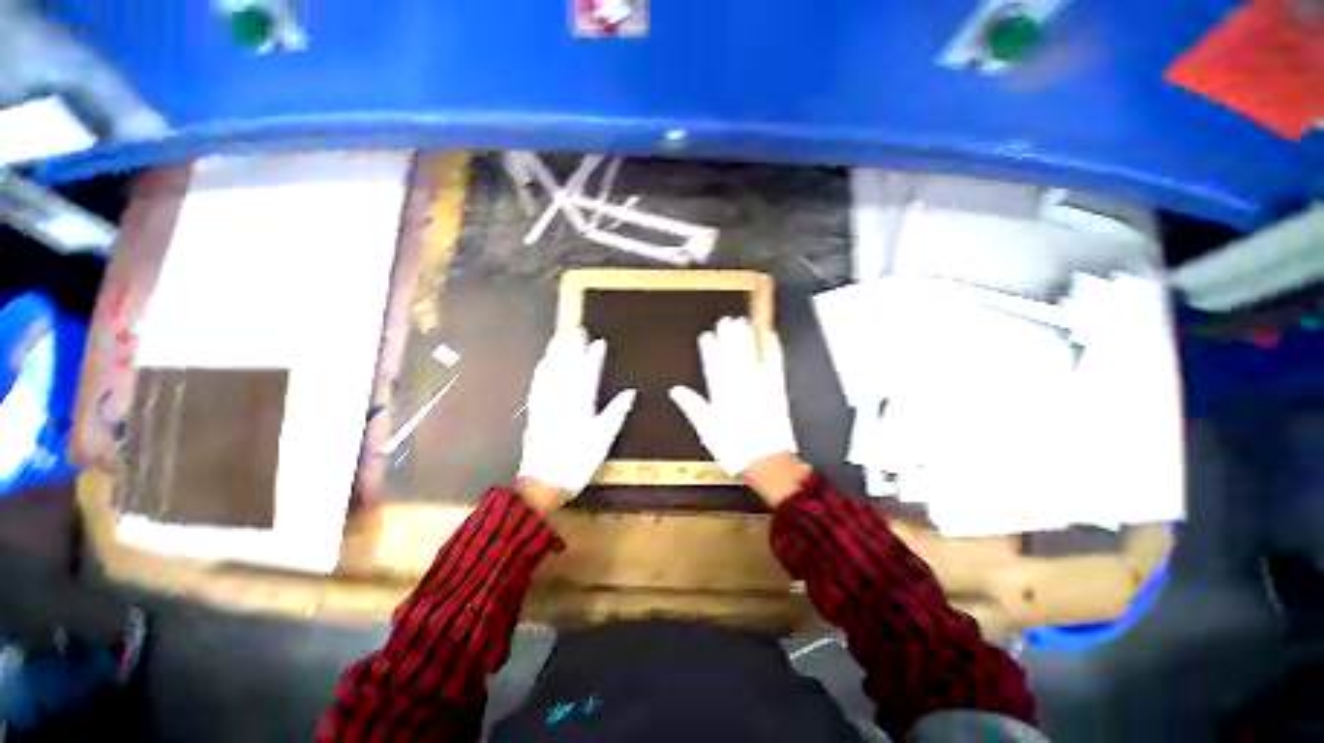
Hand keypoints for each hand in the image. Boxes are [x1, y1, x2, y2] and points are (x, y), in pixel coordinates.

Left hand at [516, 329, 634, 511]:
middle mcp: (561, 399)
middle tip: (576, 329)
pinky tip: (543, 362)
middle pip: (566, 367)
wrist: (543, 482)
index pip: (588, 374)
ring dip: (556, 353)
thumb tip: (631, 392)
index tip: (599, 341)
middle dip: (572, 347)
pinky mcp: (534, 410)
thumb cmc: (578, 462)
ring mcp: (545, 403)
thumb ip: (616, 413)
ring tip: (560, 337)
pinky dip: (541, 370)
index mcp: (580, 405)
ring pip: (550, 372)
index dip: (594, 357)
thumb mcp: (603, 440)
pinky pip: (537, 384)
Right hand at [669, 317, 806, 505]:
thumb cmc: (733, 447)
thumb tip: (675, 390)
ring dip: (746, 337)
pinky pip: (774, 363)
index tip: (706, 335)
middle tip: (725, 320)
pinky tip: (769, 336)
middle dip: (728, 336)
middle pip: (732, 355)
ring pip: (750, 355)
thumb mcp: (706, 428)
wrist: (766, 460)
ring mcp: (759, 384)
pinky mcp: (777, 388)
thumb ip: (692, 406)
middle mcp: (739, 384)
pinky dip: (772, 349)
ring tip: (742, 322)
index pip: (712, 365)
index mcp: (720, 393)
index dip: (709, 349)